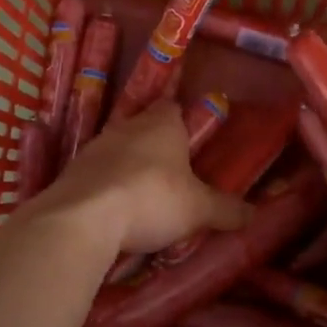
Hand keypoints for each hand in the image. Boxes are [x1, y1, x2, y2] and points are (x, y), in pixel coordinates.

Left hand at [39, 102, 253, 254]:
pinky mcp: (71, 172)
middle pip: (144, 129)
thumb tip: (255, 214)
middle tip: (172, 176)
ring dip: (128, 168)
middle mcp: (126, 126)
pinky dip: (106, 187)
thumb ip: (227, 210)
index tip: (192, 144)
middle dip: (156, 149)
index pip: (173, 108)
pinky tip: (114, 211)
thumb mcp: (199, 210)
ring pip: (118, 151)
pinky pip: (96, 175)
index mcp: (162, 124)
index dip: (183, 123)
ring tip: (143, 198)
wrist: (84, 217)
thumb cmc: (153, 199)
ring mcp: (94, 147)